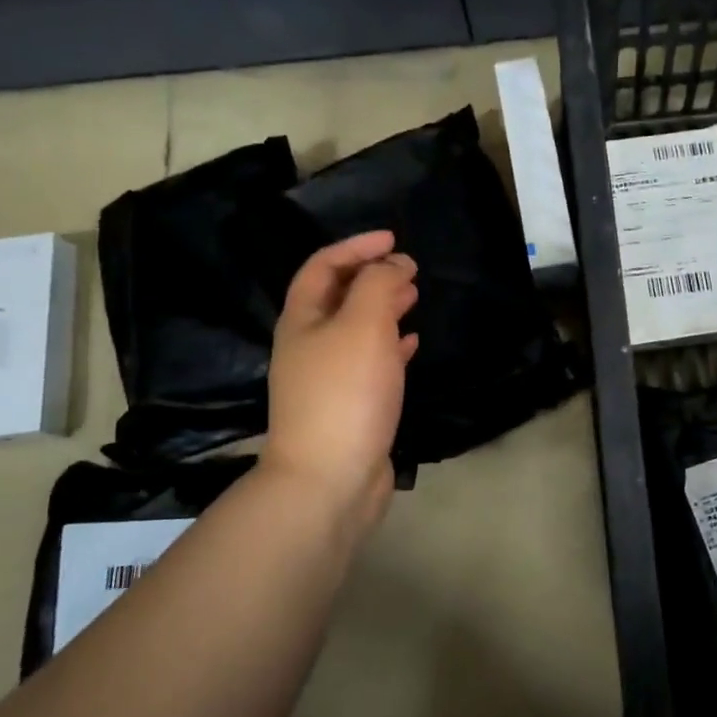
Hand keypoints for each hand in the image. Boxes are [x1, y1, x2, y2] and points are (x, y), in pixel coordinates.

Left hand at [264, 231, 418, 532]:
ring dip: (384, 308)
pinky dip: (391, 346)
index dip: (355, 246)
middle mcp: (309, 345)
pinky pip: (371, 363)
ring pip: (357, 330)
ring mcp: (328, 379)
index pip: (323, 266)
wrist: (330, 478)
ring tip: (414, 297)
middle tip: (409, 269)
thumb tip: (393, 265)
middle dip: (372, 276)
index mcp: (302, 320)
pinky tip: (412, 343)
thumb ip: (378, 285)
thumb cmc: (345, 393)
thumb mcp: (363, 325)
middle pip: (338, 297)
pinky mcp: (350, 406)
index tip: (394, 239)